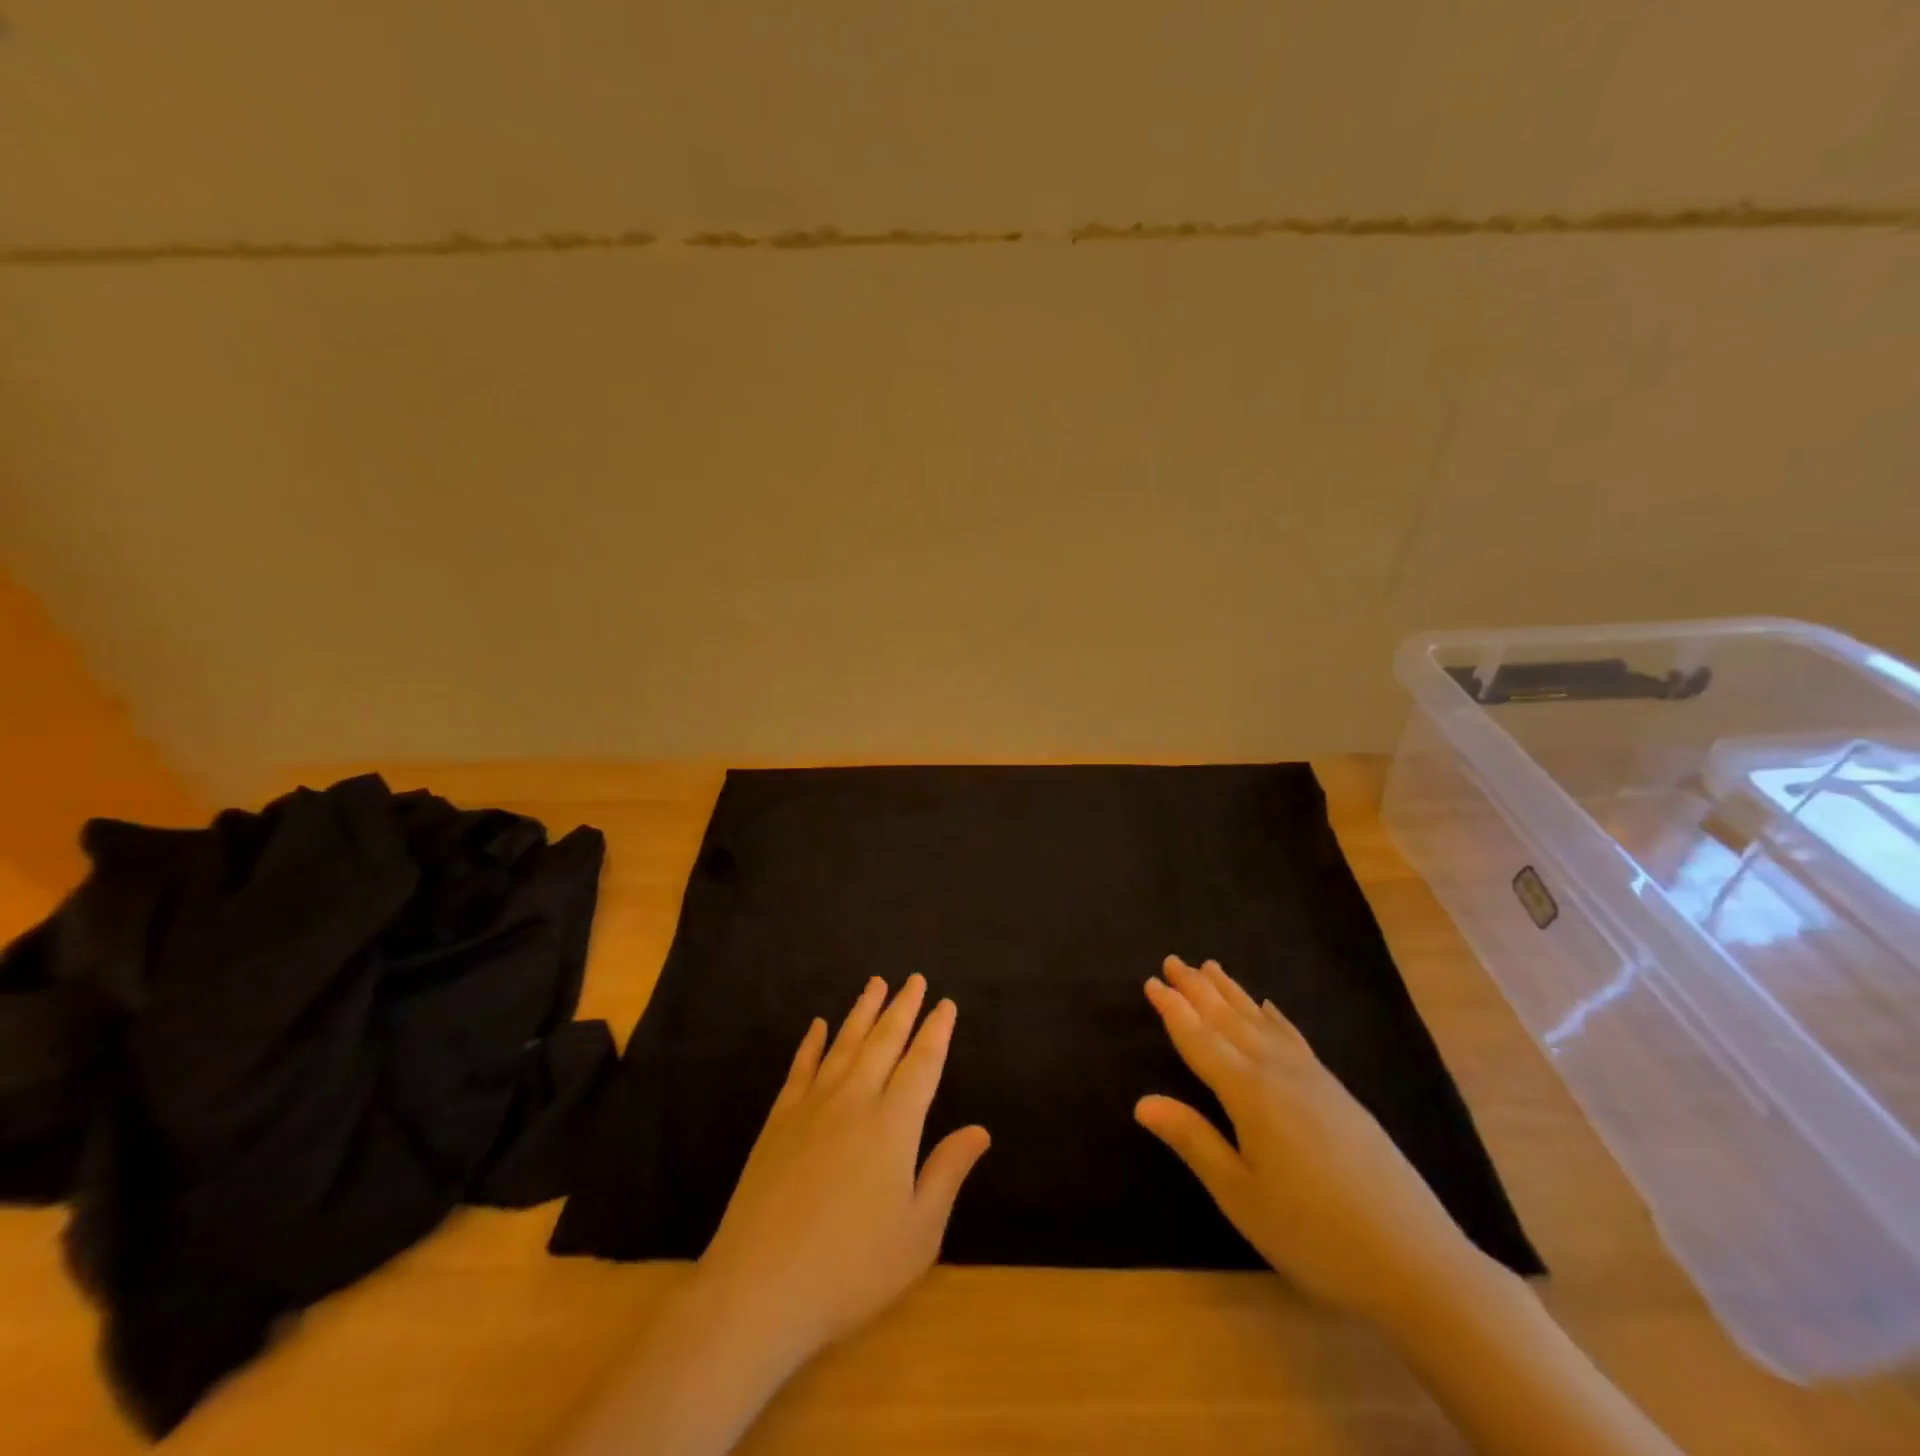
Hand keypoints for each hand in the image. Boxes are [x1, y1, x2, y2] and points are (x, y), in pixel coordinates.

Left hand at [694, 974, 990, 1367]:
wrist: (758, 1288)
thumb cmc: (850, 1269)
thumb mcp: (917, 1233)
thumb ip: (947, 1173)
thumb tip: (980, 1130)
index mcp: (893, 1124)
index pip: (922, 1063)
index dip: (936, 1031)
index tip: (946, 1003)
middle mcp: (854, 1100)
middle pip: (884, 1041)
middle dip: (903, 1007)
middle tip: (915, 979)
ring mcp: (812, 1106)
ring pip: (844, 1043)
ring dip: (863, 1010)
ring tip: (876, 982)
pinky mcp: (778, 1120)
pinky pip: (801, 1067)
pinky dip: (812, 1042)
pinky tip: (818, 1025)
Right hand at [1136, 956, 1482, 1321]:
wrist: (1415, 1261)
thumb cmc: (1314, 1234)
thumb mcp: (1241, 1196)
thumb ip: (1193, 1141)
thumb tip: (1142, 1101)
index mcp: (1249, 1094)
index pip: (1200, 1040)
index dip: (1173, 1010)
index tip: (1151, 981)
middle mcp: (1278, 1072)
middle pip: (1229, 1020)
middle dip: (1198, 989)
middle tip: (1173, 961)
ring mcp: (1313, 1079)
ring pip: (1261, 1022)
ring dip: (1232, 994)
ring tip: (1211, 967)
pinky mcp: (1338, 1093)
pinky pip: (1295, 1038)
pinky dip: (1276, 1018)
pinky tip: (1269, 1009)